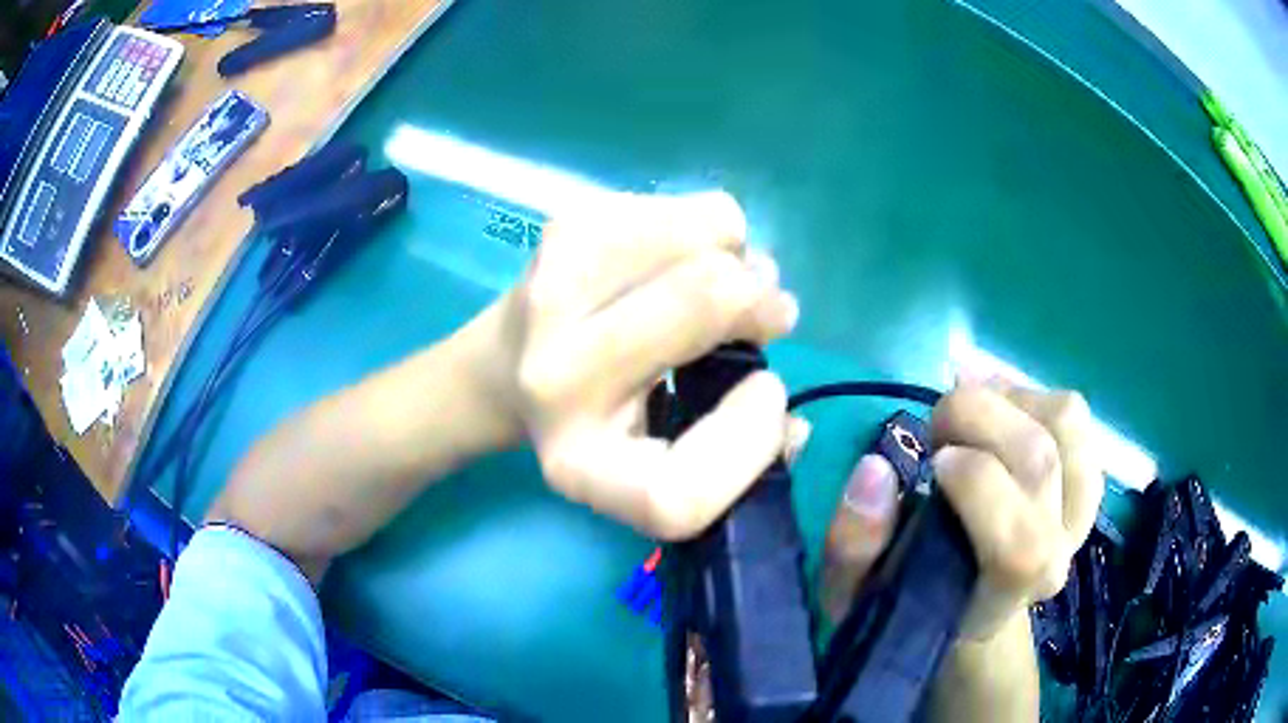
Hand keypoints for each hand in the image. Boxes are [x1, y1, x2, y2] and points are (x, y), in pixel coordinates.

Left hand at [490, 191, 798, 538]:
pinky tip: (688, 257)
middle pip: (704, 303)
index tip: (768, 394)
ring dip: (740, 258)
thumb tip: (795, 425)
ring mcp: (554, 289)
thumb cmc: (594, 424)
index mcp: (579, 465)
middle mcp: (555, 379)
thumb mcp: (652, 466)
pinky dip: (714, 229)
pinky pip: (685, 208)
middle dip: (762, 305)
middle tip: (768, 315)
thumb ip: (731, 460)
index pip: (680, 491)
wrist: (499, 371)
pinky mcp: (566, 228)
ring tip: (722, 283)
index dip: (751, 441)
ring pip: (702, 237)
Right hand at [820, 379, 1104, 639]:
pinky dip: (1029, 393)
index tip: (931, 461)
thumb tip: (874, 468)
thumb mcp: (856, 594)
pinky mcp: (1086, 478)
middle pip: (1039, 459)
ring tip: (971, 414)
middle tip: (935, 428)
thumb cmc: (910, 602)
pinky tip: (997, 410)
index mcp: (1003, 598)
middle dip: (976, 416)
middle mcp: (1057, 555)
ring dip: (1007, 399)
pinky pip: (1071, 413)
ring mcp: (1081, 513)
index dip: (977, 485)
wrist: (969, 607)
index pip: (1021, 546)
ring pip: (1065, 421)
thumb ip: (855, 543)